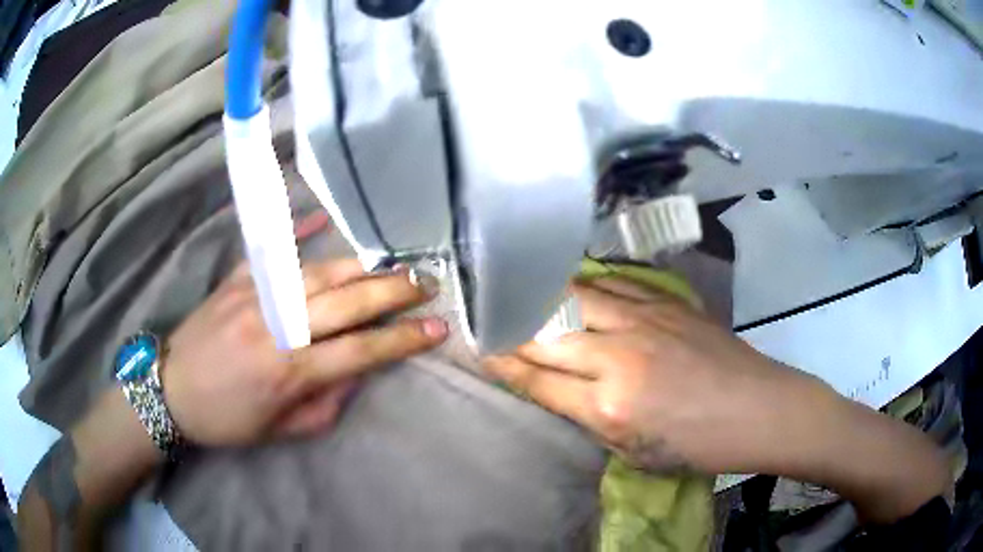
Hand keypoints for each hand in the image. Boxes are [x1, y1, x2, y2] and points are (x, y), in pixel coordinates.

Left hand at [163, 259, 447, 446]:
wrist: (171, 389)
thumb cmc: (227, 419)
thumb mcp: (281, 430)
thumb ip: (325, 403)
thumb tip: (356, 372)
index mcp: (291, 372)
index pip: (362, 351)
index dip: (403, 340)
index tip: (437, 329)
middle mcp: (279, 328)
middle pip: (348, 303)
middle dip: (394, 293)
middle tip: (427, 284)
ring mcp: (257, 296)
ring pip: (320, 272)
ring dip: (361, 267)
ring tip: (392, 264)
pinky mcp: (238, 280)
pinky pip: (275, 251)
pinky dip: (301, 233)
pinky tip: (324, 218)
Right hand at [485, 277, 802, 473]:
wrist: (757, 408)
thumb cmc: (698, 445)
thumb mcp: (634, 452)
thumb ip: (592, 418)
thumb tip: (561, 390)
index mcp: (609, 406)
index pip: (537, 379)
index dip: (501, 363)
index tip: (477, 349)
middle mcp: (619, 356)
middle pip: (545, 333)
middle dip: (509, 326)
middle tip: (488, 317)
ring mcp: (644, 321)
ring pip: (573, 298)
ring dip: (540, 296)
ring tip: (517, 290)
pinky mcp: (665, 302)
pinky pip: (611, 286)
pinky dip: (582, 286)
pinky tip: (569, 283)